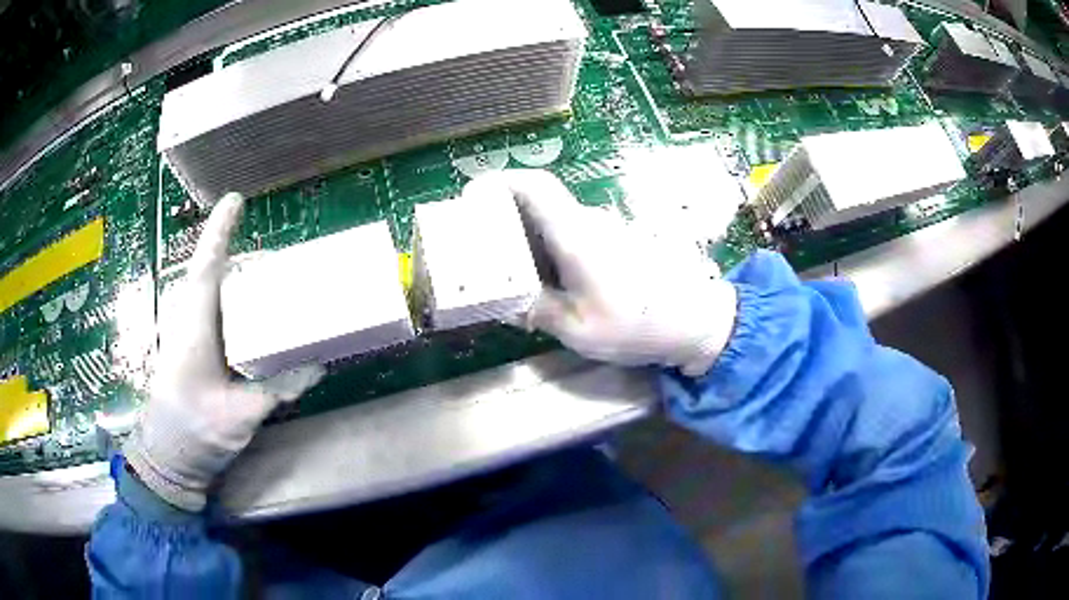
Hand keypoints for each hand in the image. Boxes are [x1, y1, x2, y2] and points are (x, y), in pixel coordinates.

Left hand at [125, 194, 324, 511]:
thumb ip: (277, 389)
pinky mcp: (193, 351)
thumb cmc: (194, 432)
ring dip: (242, 282)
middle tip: (284, 260)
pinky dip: (238, 307)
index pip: (207, 265)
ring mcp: (189, 335)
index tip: (235, 200)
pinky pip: (216, 315)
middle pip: (215, 274)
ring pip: (215, 294)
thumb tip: (316, 367)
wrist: (169, 458)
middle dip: (245, 258)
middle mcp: (189, 321)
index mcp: (194, 326)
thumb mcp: (239, 414)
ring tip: (277, 284)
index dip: (221, 230)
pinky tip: (258, 320)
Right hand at [467, 170, 737, 376]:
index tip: (473, 195)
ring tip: (508, 266)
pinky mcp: (616, 240)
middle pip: (540, 200)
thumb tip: (510, 301)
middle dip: (505, 213)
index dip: (500, 182)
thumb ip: (540, 311)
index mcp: (577, 237)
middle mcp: (591, 222)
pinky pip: (573, 231)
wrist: (696, 321)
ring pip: (556, 218)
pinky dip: (550, 244)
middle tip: (480, 242)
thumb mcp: (580, 331)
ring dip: (528, 233)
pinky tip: (546, 276)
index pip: (536, 187)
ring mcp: (606, 228)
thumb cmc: (639, 326)